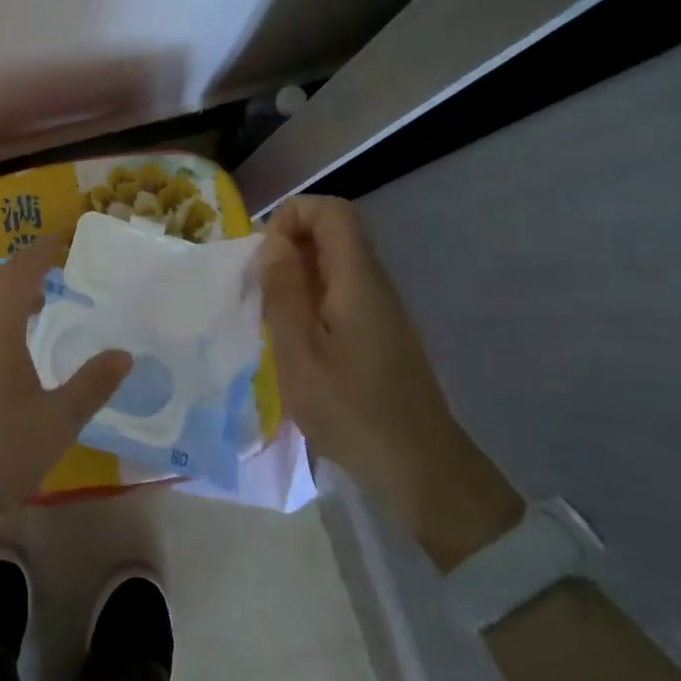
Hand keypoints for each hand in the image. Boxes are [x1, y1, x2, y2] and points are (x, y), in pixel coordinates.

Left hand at [0, 238, 129, 524]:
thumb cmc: (4, 450)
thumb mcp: (59, 420)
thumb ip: (93, 384)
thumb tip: (123, 355)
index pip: (19, 273)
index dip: (41, 251)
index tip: (64, 240)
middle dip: (23, 267)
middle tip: (56, 268)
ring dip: (10, 294)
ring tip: (44, 305)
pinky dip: (1, 318)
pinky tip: (21, 346)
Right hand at [259, 196, 520, 567]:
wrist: (420, 469)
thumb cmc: (351, 410)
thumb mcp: (298, 351)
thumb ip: (283, 291)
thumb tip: (274, 242)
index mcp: (358, 279)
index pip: (331, 211)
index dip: (292, 216)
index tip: (265, 256)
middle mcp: (375, 283)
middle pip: (334, 233)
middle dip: (289, 247)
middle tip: (260, 290)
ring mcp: (382, 309)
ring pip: (336, 265)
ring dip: (298, 277)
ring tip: (272, 317)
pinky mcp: (381, 333)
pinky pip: (342, 293)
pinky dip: (312, 301)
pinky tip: (297, 341)